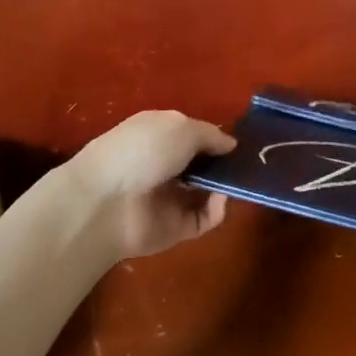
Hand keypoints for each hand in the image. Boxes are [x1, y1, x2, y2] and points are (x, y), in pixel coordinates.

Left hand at [63, 110, 236, 259]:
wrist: (105, 203)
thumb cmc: (143, 151)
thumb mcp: (181, 127)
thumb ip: (211, 135)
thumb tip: (231, 144)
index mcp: (160, 134)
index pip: (195, 135)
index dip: (217, 138)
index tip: (242, 142)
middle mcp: (165, 164)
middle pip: (204, 164)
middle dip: (226, 164)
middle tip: (250, 164)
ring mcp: (170, 198)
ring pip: (208, 192)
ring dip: (226, 186)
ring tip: (238, 180)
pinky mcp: (176, 228)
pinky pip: (206, 218)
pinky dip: (218, 210)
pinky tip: (220, 199)